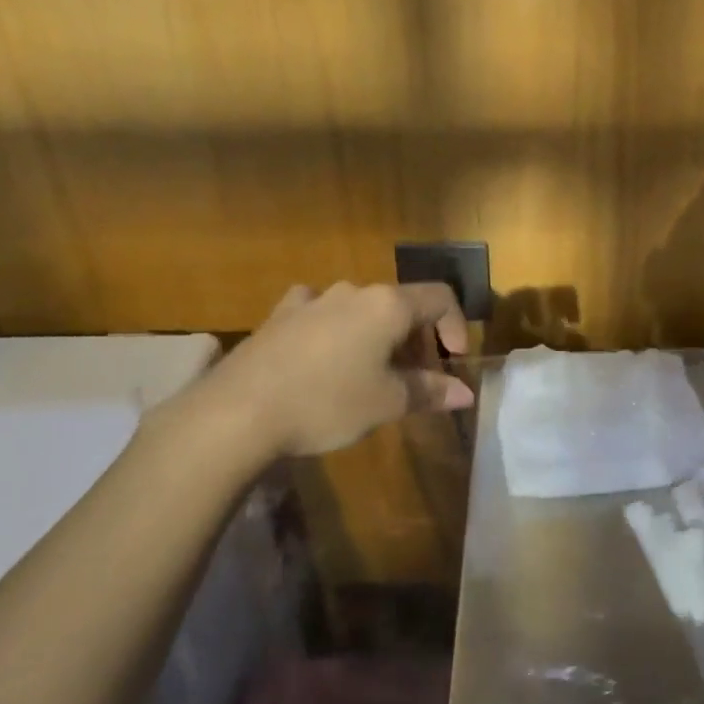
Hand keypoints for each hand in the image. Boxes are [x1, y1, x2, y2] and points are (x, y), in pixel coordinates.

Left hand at [149, 282, 473, 480]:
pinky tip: (324, 353)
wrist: (238, 411)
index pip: (440, 298)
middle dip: (417, 338)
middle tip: (416, 377)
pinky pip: (320, 312)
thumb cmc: (327, 403)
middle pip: (401, 304)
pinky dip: (335, 328)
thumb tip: (465, 393)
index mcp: (388, 305)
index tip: (453, 362)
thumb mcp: (387, 403)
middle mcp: (354, 291)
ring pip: (361, 308)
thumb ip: (430, 392)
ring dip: (377, 334)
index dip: (456, 326)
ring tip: (372, 370)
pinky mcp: (280, 315)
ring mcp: (313, 299)